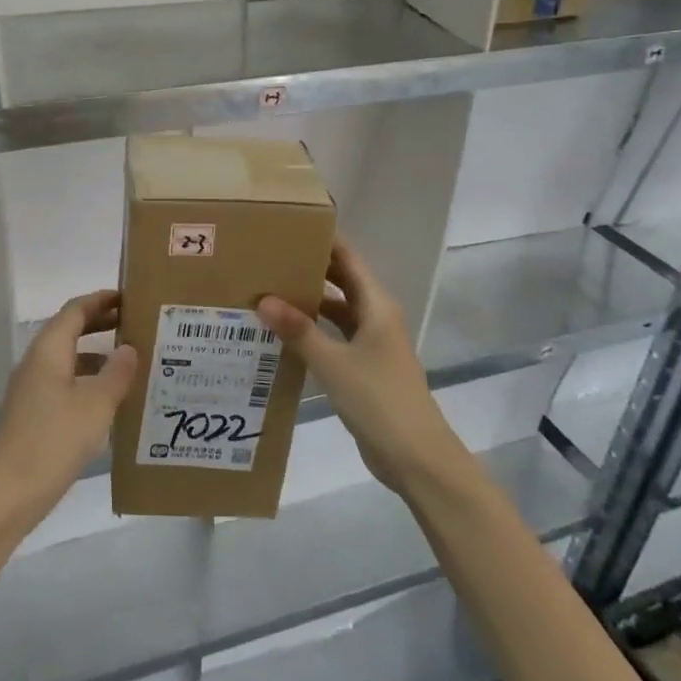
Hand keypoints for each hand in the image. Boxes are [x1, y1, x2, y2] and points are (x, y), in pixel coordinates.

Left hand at [0, 290, 137, 533]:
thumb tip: (129, 347)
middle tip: (136, 322)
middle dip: (101, 322)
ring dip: (96, 353)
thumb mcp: (95, 405)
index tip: (130, 296)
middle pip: (69, 330)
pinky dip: (88, 379)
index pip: (75, 310)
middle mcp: (37, 363)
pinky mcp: (34, 414)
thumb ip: (116, 373)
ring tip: (131, 359)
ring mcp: (33, 389)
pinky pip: (65, 382)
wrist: (7, 494)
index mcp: (49, 351)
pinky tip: (110, 398)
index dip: (101, 299)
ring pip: (68, 358)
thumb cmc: (53, 440)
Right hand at [256, 237, 468, 495]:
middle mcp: (375, 317)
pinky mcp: (364, 367)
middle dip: (310, 267)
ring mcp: (371, 343)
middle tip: (268, 254)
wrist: (417, 458)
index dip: (324, 238)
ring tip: (268, 289)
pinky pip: (334, 336)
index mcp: (376, 305)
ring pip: (337, 310)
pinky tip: (284, 333)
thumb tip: (263, 299)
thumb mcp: (333, 363)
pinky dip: (313, 330)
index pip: (348, 258)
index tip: (289, 223)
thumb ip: (298, 331)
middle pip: (341, 280)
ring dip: (309, 301)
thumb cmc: (380, 400)